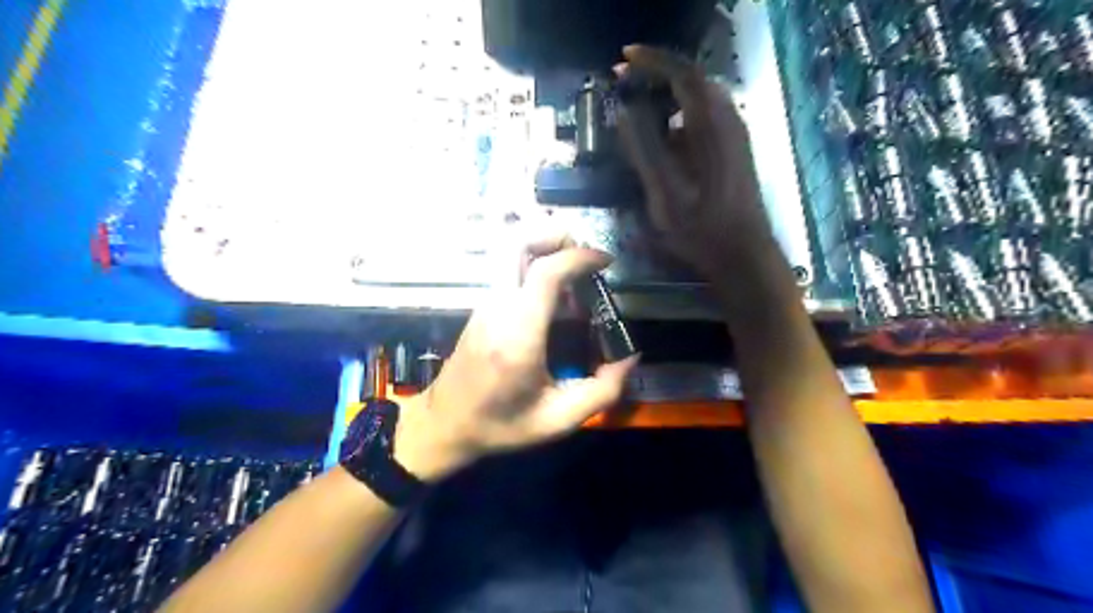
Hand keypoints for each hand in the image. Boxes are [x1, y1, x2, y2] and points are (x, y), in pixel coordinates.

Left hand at [397, 237, 641, 481]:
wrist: (444, 425)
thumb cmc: (500, 425)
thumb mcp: (558, 421)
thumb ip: (602, 391)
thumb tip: (630, 357)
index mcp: (518, 334)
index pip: (545, 273)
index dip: (579, 257)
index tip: (606, 261)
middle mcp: (498, 308)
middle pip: (516, 242)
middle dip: (554, 234)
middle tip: (584, 253)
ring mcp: (485, 303)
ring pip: (508, 251)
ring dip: (544, 247)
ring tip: (574, 270)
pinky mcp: (482, 306)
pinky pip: (507, 269)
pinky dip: (534, 264)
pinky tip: (555, 294)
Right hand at [619, 45, 771, 275]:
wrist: (743, 255)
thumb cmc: (702, 230)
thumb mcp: (665, 193)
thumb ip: (644, 149)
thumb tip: (624, 111)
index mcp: (711, 127)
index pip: (683, 73)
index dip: (652, 60)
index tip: (622, 59)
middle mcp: (728, 121)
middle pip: (692, 81)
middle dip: (657, 75)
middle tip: (625, 82)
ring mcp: (734, 135)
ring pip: (698, 100)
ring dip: (668, 97)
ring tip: (638, 108)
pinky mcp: (733, 150)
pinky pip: (704, 119)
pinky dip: (679, 117)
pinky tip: (662, 139)